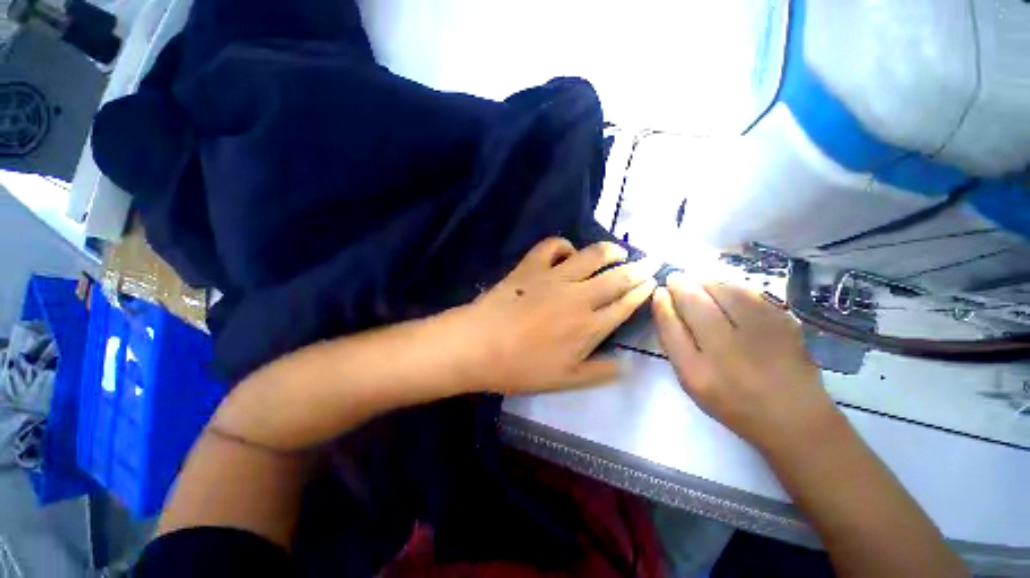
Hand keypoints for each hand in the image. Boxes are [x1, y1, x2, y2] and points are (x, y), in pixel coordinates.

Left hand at [462, 237, 656, 394]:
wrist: (481, 345)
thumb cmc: (522, 367)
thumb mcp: (565, 381)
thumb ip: (599, 372)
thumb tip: (625, 365)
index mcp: (589, 326)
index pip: (624, 305)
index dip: (642, 292)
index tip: (653, 282)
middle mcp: (579, 296)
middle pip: (616, 278)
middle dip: (637, 269)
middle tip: (650, 261)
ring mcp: (555, 277)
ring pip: (591, 256)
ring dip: (610, 251)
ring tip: (618, 251)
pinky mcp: (532, 266)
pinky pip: (552, 246)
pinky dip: (563, 245)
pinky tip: (566, 252)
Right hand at [651, 273, 843, 455]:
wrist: (794, 418)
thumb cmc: (733, 401)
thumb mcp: (692, 381)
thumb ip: (675, 344)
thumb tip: (665, 304)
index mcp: (698, 372)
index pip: (670, 326)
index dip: (662, 304)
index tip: (660, 292)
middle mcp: (727, 351)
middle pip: (694, 303)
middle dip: (680, 285)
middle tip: (675, 278)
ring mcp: (759, 335)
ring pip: (723, 291)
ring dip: (704, 281)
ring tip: (697, 282)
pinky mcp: (785, 324)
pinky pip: (749, 293)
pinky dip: (731, 286)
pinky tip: (725, 289)